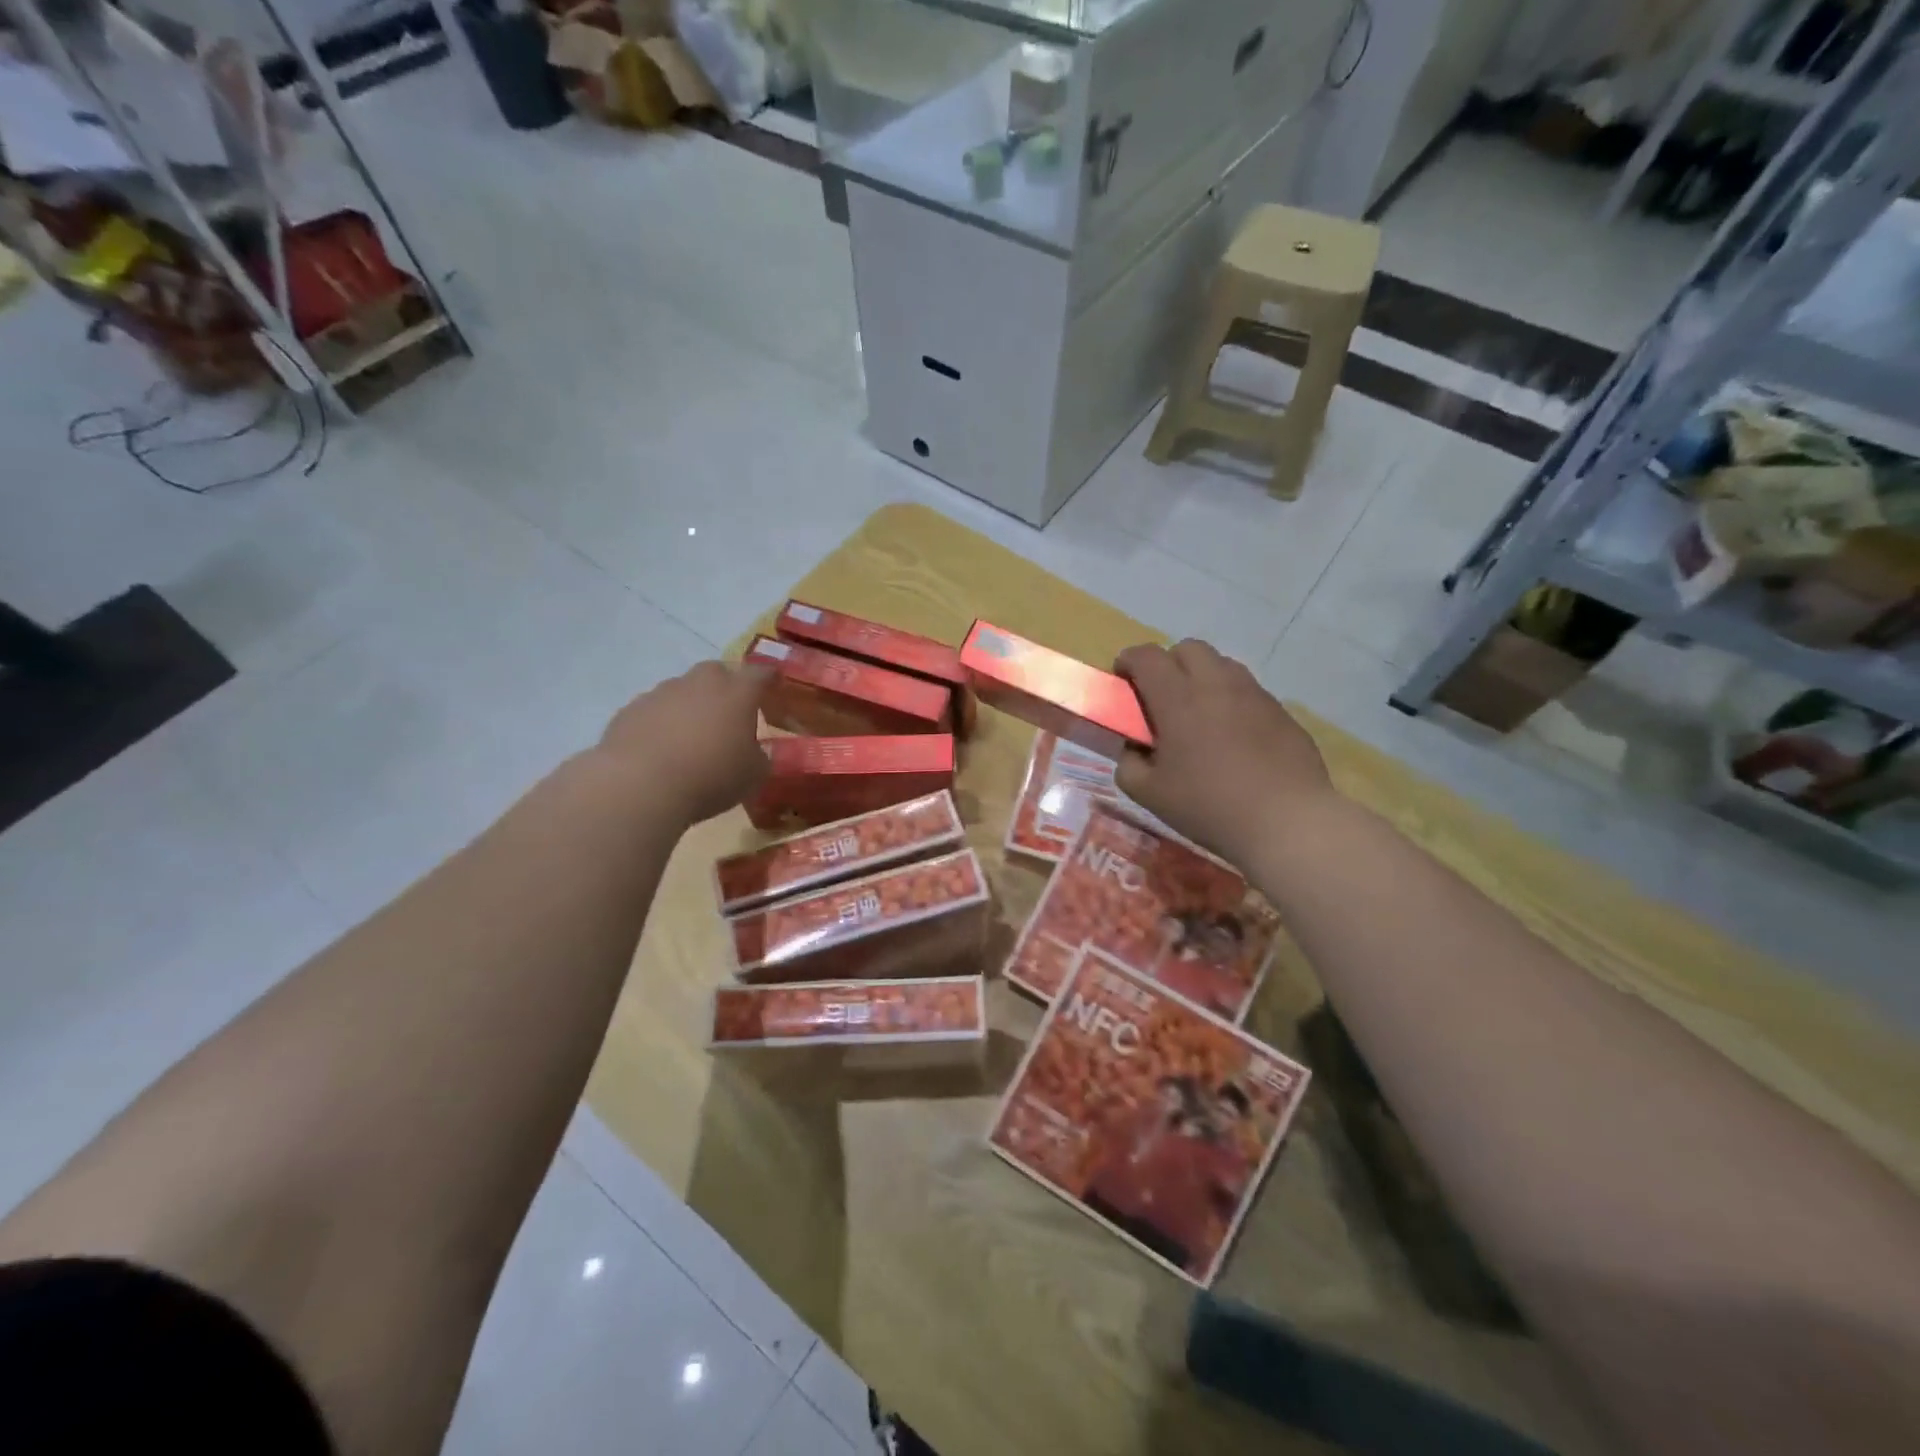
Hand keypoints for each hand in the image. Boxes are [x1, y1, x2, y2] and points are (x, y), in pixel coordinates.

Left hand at [598, 660, 770, 825]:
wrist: (640, 786)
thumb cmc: (711, 777)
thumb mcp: (754, 775)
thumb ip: (759, 757)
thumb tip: (754, 751)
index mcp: (737, 693)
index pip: (761, 673)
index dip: (770, 679)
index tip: (775, 686)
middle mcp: (700, 683)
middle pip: (717, 672)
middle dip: (726, 688)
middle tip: (729, 715)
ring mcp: (661, 693)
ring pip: (683, 690)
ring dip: (691, 706)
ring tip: (691, 737)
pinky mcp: (630, 710)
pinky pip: (654, 710)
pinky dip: (662, 723)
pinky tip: (661, 750)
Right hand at [1113, 640, 1335, 870]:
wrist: (1287, 821)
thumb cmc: (1209, 805)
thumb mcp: (1149, 794)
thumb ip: (1129, 765)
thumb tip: (1134, 749)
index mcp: (1178, 699)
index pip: (1147, 656)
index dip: (1129, 661)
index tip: (1122, 679)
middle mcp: (1216, 685)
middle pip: (1188, 648)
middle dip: (1168, 663)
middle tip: (1161, 697)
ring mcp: (1254, 695)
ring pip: (1222, 664)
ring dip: (1201, 677)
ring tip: (1198, 714)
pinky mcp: (1281, 711)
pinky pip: (1248, 691)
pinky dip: (1230, 700)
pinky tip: (1232, 737)